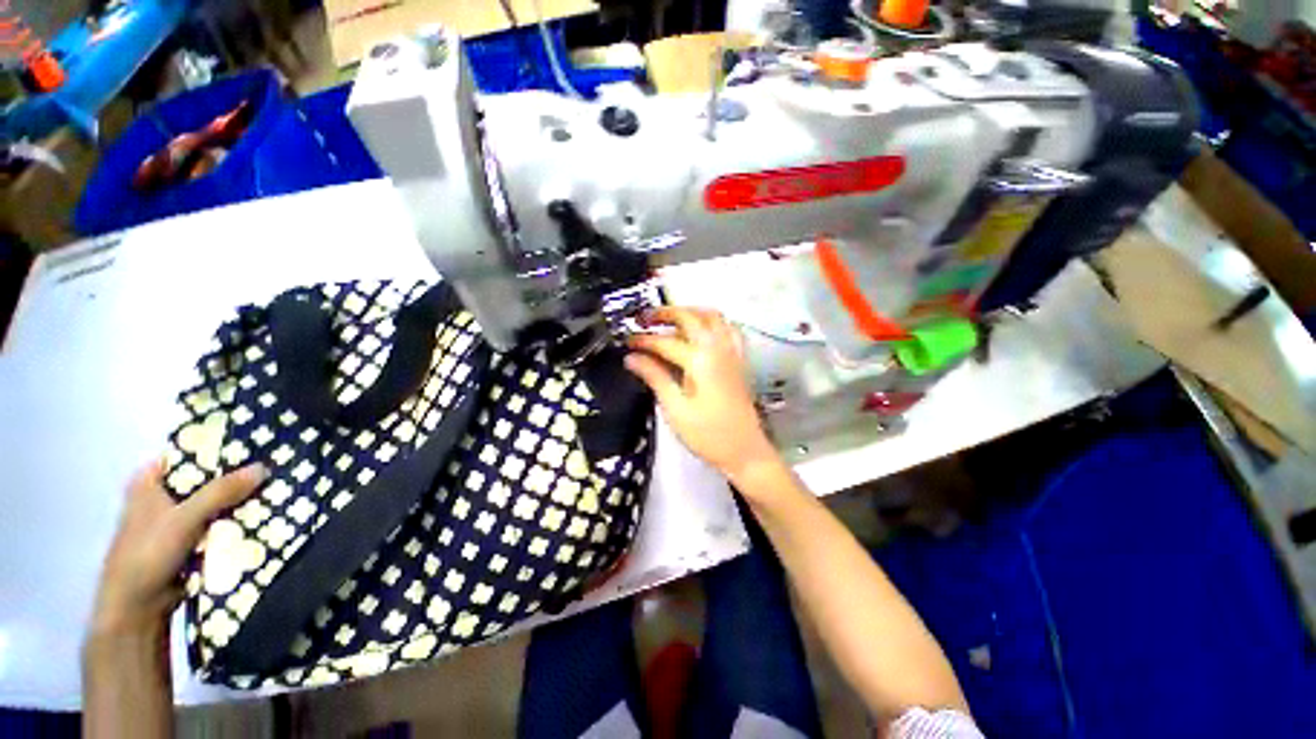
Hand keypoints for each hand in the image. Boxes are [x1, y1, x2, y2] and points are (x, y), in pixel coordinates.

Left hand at [90, 460, 265, 637]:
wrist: (138, 608)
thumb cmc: (147, 554)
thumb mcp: (184, 519)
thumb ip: (220, 492)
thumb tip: (263, 466)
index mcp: (150, 481)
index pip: (189, 454)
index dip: (220, 449)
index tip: (255, 444)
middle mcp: (163, 496)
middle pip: (206, 479)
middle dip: (237, 477)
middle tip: (275, 467)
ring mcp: (177, 521)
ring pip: (215, 503)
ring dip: (240, 501)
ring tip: (277, 489)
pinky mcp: (190, 542)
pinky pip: (219, 524)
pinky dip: (237, 521)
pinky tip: (264, 516)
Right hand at [624, 307, 780, 481]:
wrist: (744, 451)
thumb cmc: (708, 435)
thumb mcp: (675, 408)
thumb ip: (655, 377)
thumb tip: (632, 358)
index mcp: (700, 360)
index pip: (665, 342)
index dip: (643, 340)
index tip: (626, 342)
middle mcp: (718, 347)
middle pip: (690, 317)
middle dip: (664, 313)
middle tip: (643, 319)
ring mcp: (732, 351)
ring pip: (711, 316)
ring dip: (689, 311)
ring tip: (669, 319)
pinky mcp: (739, 359)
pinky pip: (727, 327)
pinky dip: (711, 322)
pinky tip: (701, 330)